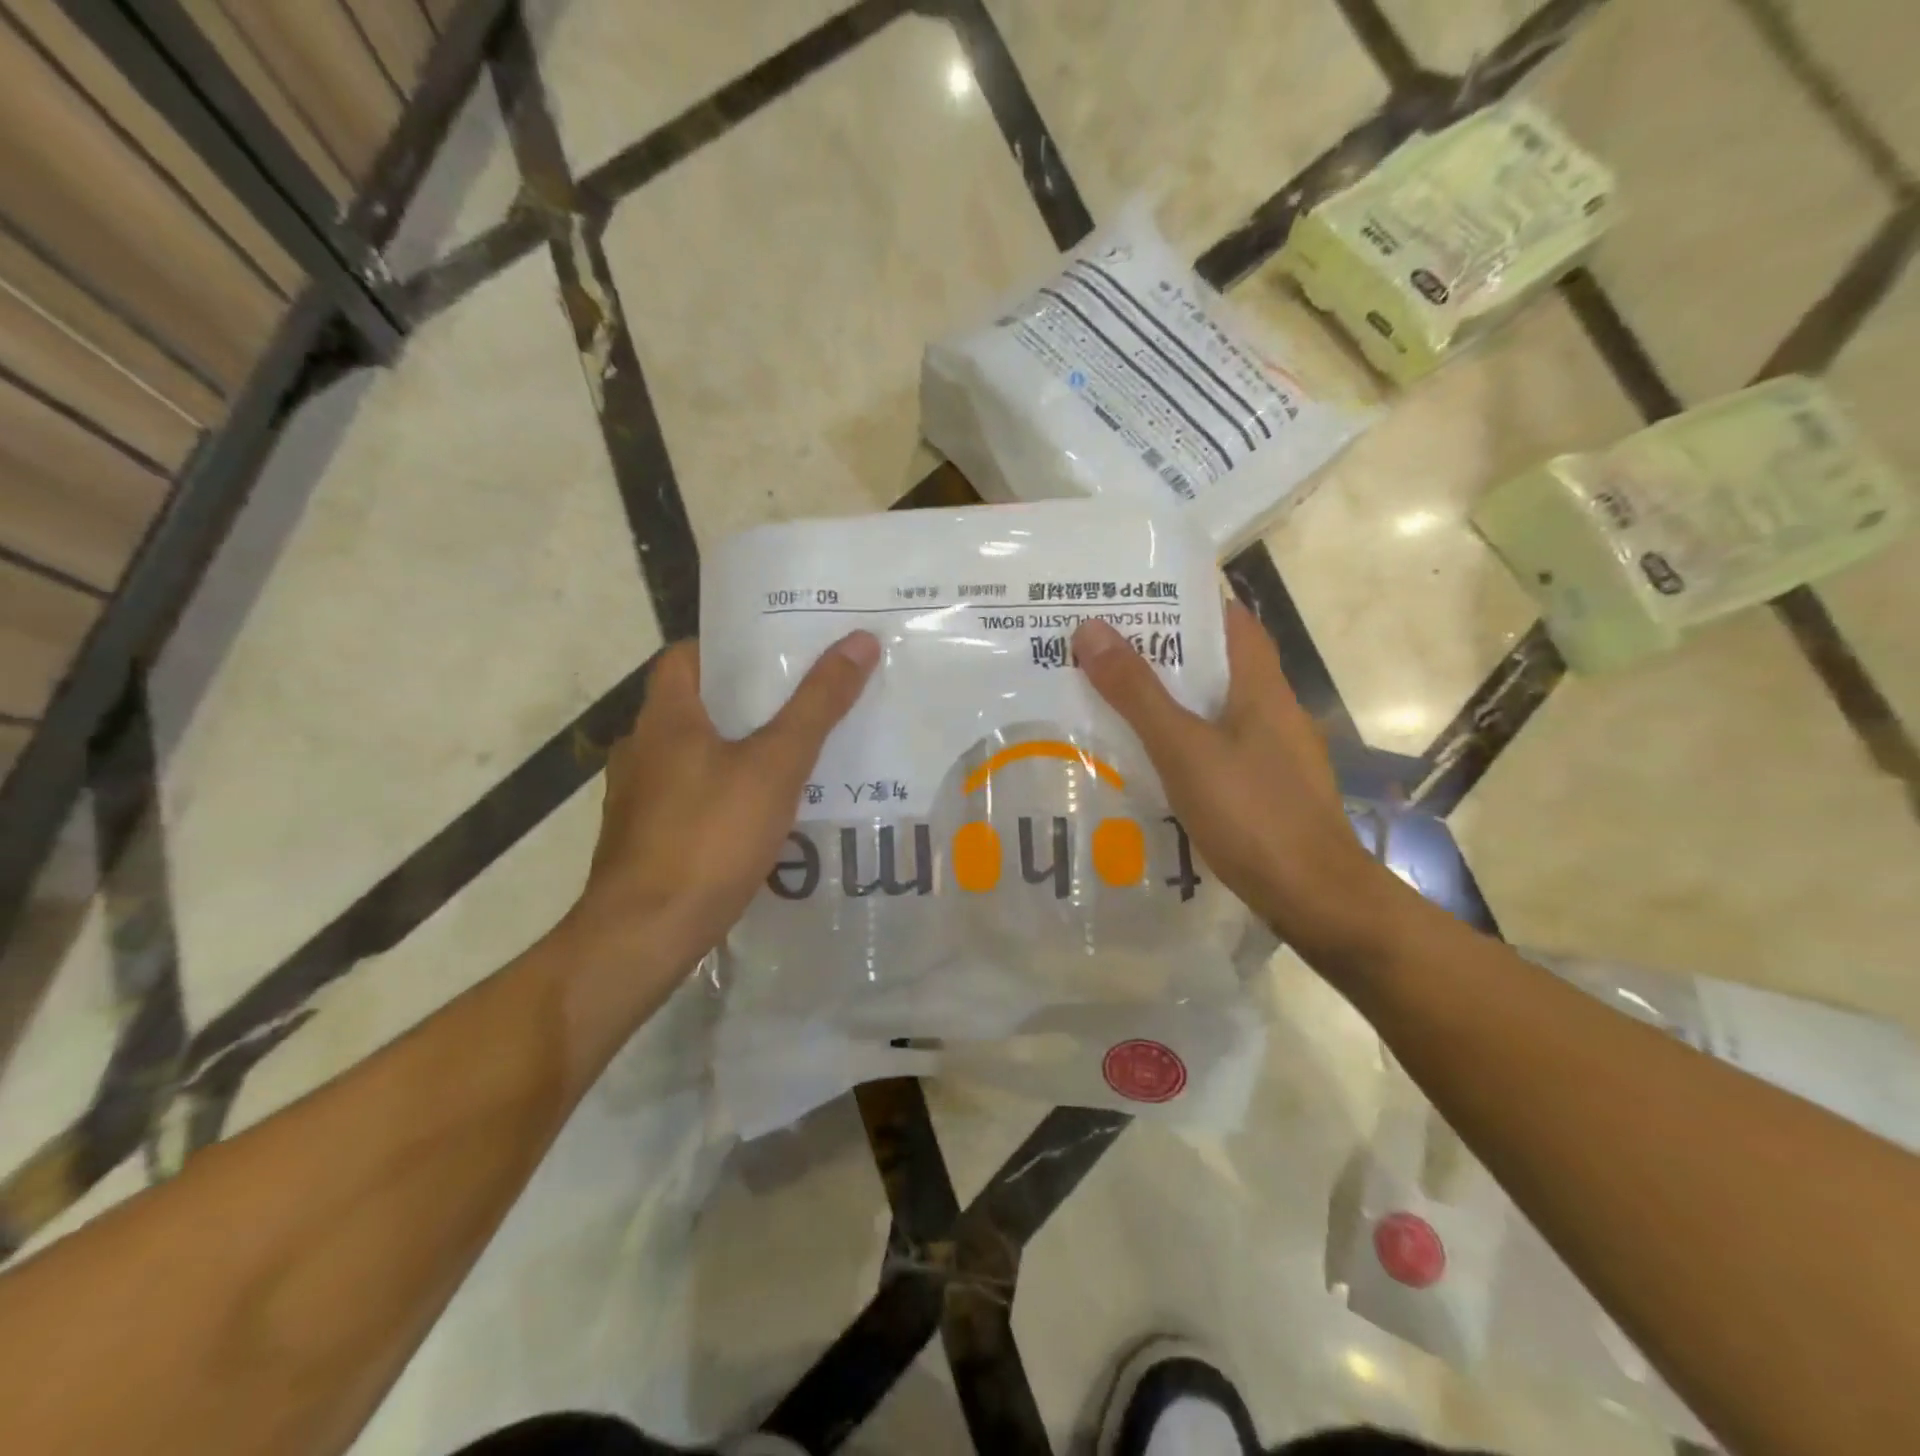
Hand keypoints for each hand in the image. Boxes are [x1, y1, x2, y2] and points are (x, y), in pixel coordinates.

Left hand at [566, 631, 879, 971]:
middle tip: (804, 698)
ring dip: (737, 748)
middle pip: (696, 704)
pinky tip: (763, 811)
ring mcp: (639, 797)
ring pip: (695, 754)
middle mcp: (642, 748)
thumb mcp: (776, 765)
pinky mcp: (646, 837)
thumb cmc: (710, 836)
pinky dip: (725, 790)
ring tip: (794, 753)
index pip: (685, 655)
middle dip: (747, 700)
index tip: (777, 650)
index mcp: (665, 717)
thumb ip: (817, 705)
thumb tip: (860, 641)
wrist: (646, 934)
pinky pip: (692, 795)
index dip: (730, 646)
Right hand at [1072, 603, 1401, 964]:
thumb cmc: (1252, 813)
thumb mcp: (1184, 748)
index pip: (1230, 620)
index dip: (1187, 602)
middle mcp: (1272, 710)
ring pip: (1215, 708)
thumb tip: (1091, 629)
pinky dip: (1182, 740)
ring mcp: (1272, 752)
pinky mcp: (1265, 788)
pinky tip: (1147, 759)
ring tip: (1112, 697)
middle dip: (1164, 652)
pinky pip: (1217, 747)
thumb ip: (1138, 693)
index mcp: (1261, 686)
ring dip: (1170, 699)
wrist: (1314, 897)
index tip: (1134, 599)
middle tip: (1103, 648)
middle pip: (1216, 663)